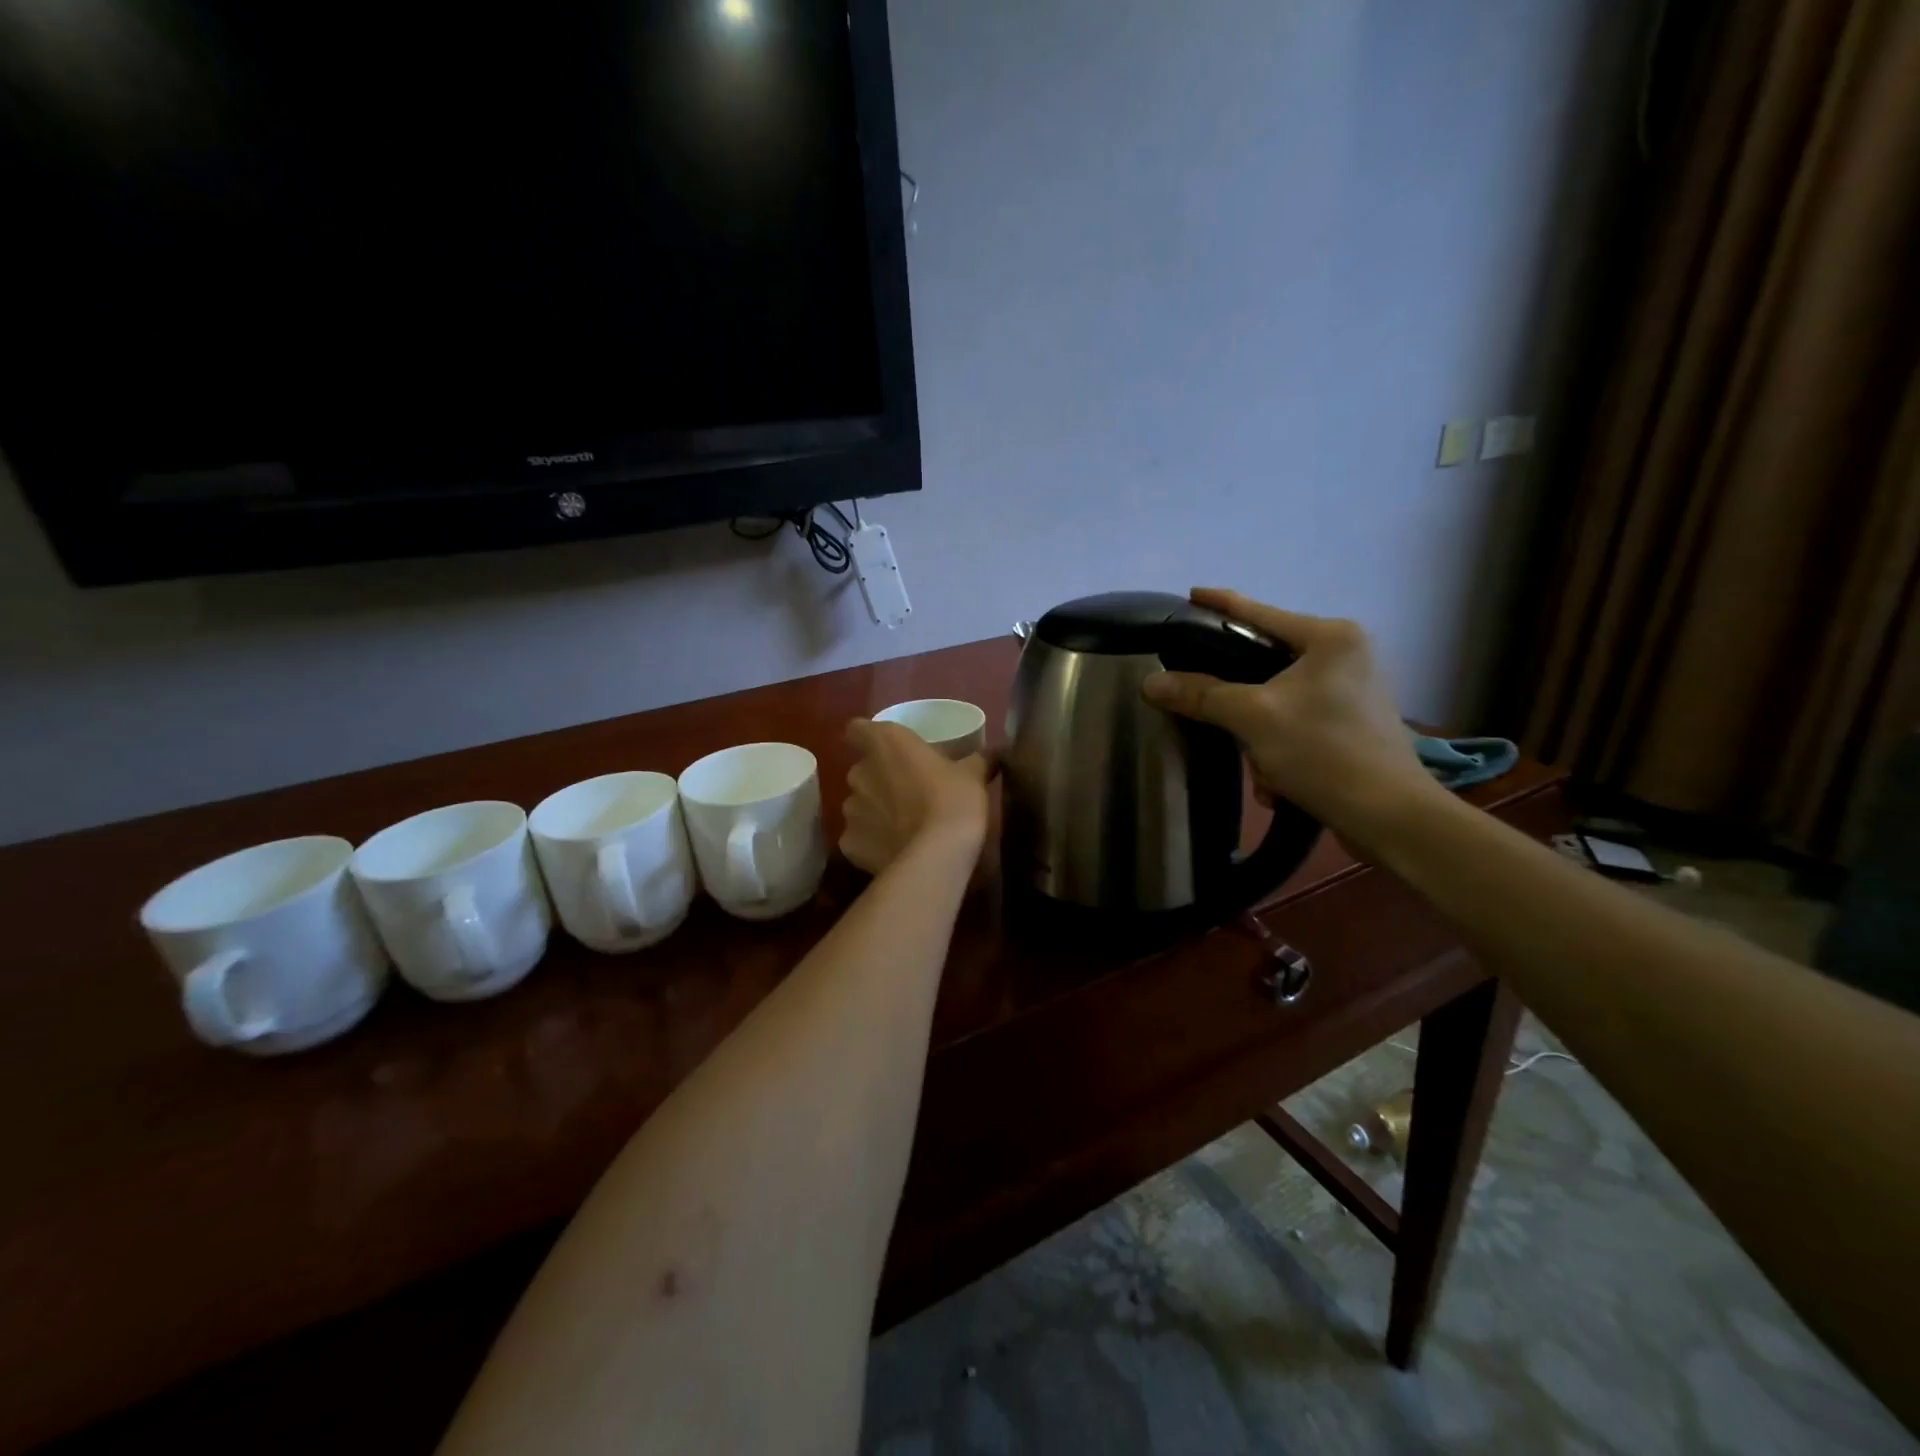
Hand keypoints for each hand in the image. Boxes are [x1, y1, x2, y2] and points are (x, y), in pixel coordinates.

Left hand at [839, 719, 991, 874]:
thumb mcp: (973, 775)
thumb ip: (979, 759)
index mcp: (885, 743)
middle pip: (862, 770)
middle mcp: (859, 772)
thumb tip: (995, 753)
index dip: (868, 737)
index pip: (858, 729)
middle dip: (879, 779)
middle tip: (908, 790)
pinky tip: (895, 849)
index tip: (889, 749)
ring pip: (858, 805)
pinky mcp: (849, 843)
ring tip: (903, 825)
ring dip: (875, 810)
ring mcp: (850, 810)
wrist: (936, 856)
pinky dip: (872, 841)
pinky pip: (859, 837)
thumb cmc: (953, 800)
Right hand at [1142, 588, 1442, 854]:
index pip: (1259, 612)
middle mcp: (1345, 655)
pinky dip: (1279, 752)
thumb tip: (1151, 682)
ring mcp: (1351, 691)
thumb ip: (1202, 694)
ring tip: (1262, 768)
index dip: (1220, 604)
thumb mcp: (1253, 718)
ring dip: (1259, 739)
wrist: (1388, 817)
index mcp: (1330, 637)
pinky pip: (1294, 725)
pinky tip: (1279, 782)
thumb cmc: (1324, 752)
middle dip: (1239, 705)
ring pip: (1275, 701)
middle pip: (1264, 663)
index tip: (1190, 593)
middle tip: (1214, 716)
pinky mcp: (1350, 725)